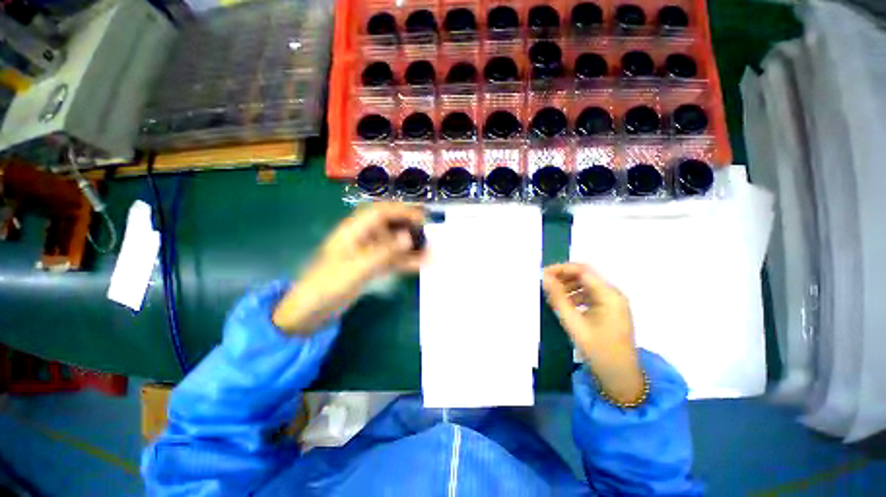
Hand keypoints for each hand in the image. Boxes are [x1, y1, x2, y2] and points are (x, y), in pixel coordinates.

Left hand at [272, 202, 425, 333]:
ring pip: (393, 244)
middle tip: (430, 233)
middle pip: (390, 225)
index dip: (402, 211)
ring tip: (431, 251)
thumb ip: (384, 252)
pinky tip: (421, 264)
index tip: (423, 218)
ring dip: (411, 247)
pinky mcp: (371, 266)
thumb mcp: (357, 267)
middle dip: (410, 227)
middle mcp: (363, 237)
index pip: (381, 212)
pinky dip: (406, 261)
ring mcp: (368, 252)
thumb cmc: (329, 284)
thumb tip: (409, 237)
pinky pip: (392, 259)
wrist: (311, 310)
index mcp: (354, 230)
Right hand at [542, 263, 643, 403]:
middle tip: (545, 285)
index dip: (561, 269)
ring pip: (587, 285)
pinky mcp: (610, 311)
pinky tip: (565, 305)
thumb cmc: (598, 350)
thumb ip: (558, 299)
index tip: (543, 275)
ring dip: (568, 286)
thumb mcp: (574, 323)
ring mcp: (613, 303)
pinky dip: (575, 296)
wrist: (621, 378)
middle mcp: (613, 294)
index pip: (582, 270)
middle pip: (585, 275)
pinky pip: (590, 295)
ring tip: (552, 296)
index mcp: (609, 295)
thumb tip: (545, 278)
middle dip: (563, 277)